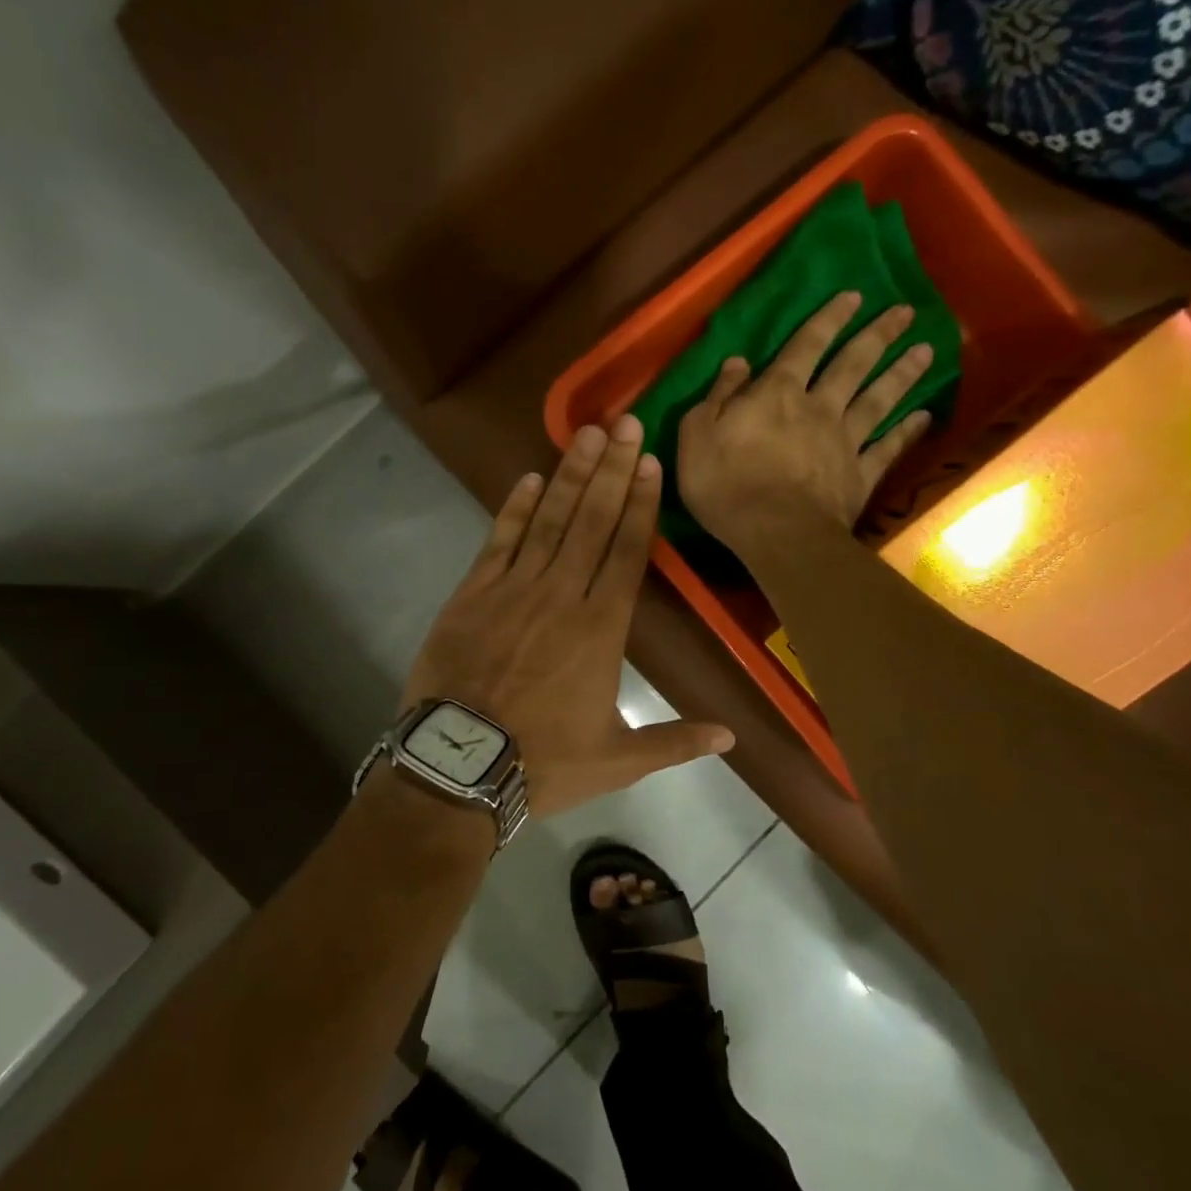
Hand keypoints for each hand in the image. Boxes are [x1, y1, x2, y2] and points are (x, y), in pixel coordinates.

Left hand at [403, 417, 734, 816]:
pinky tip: (530, 478)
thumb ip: (674, 741)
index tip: (650, 462)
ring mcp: (514, 589)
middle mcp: (563, 595)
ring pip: (550, 521)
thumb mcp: (618, 761)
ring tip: (588, 433)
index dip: (641, 504)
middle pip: (594, 522)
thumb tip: (731, 738)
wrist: (459, 767)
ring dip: (571, 475)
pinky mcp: (473, 593)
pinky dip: (515, 508)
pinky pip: (499, 540)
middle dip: (613, 470)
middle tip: (626, 423)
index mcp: (602, 629)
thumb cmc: (543, 762)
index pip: (628, 552)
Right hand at [676, 290, 935, 557]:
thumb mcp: (697, 434)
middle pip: (853, 365)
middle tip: (906, 313)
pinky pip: (888, 449)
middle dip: (878, 336)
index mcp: (777, 394)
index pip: (806, 346)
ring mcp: (844, 442)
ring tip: (926, 350)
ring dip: (901, 374)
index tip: (854, 295)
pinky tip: (923, 416)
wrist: (776, 533)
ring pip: (878, 400)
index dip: (828, 319)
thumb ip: (718, 395)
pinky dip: (907, 432)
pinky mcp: (860, 476)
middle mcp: (818, 408)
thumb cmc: (725, 484)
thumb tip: (738, 361)